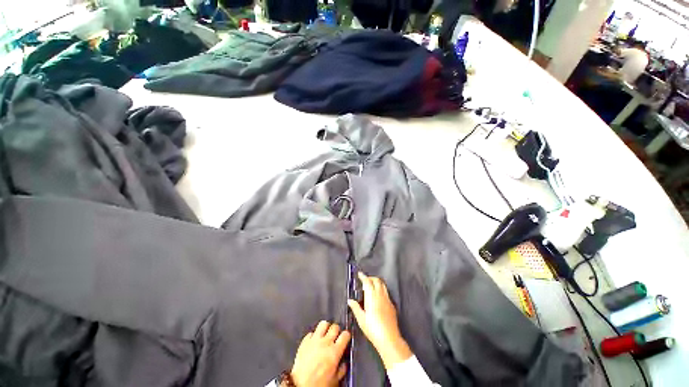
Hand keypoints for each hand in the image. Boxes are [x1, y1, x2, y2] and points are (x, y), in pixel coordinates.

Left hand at [289, 321, 349, 386]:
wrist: (300, 386)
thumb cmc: (318, 384)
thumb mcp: (334, 381)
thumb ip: (341, 369)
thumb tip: (344, 363)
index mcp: (334, 352)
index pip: (345, 335)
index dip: (346, 335)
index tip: (346, 338)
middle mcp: (325, 342)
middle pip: (335, 327)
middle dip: (336, 331)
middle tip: (335, 336)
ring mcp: (314, 340)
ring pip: (323, 324)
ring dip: (325, 328)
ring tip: (325, 334)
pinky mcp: (305, 341)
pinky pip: (311, 332)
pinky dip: (314, 336)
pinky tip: (314, 342)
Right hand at [347, 272, 411, 369]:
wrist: (389, 339)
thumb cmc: (373, 330)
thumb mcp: (361, 319)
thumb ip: (355, 308)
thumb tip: (350, 301)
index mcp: (372, 297)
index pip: (367, 282)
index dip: (363, 276)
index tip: (360, 274)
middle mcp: (380, 295)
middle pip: (376, 280)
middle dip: (370, 278)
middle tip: (365, 280)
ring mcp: (388, 299)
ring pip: (383, 285)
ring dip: (377, 282)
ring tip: (371, 286)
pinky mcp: (392, 305)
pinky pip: (386, 292)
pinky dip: (381, 289)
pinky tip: (378, 296)